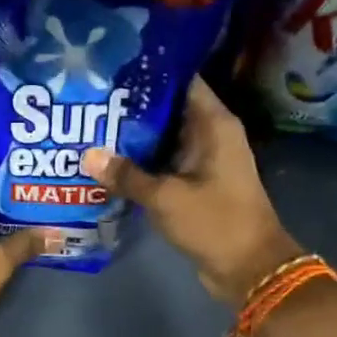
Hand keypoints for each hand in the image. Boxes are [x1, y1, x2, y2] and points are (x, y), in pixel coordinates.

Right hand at [94, 77, 302, 303]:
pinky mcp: (194, 184)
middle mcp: (210, 135)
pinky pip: (164, 164)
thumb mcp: (165, 197)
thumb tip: (88, 156)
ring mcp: (203, 161)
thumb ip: (126, 175)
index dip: (149, 72)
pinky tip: (107, 162)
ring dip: (133, 137)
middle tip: (90, 98)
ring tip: (90, 125)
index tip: (112, 67)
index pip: (181, 81)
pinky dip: (141, 162)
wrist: (249, 269)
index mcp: (213, 124)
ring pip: (162, 138)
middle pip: (167, 109)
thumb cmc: (215, 222)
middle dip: (131, 105)